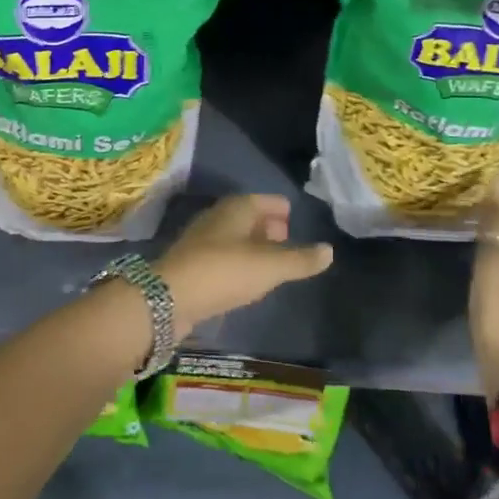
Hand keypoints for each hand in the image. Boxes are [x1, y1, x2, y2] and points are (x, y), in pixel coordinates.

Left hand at [156, 195, 333, 338]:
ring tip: (269, 262)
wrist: (169, 298)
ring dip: (251, 246)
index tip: (293, 218)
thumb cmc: (225, 271)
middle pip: (247, 216)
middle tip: (286, 239)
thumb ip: (301, 260)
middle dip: (267, 226)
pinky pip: (221, 257)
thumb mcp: (271, 267)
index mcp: (237, 208)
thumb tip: (329, 250)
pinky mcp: (191, 264)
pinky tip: (244, 279)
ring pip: (233, 237)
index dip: (280, 208)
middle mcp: (217, 217)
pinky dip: (237, 262)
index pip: (265, 200)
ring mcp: (201, 241)